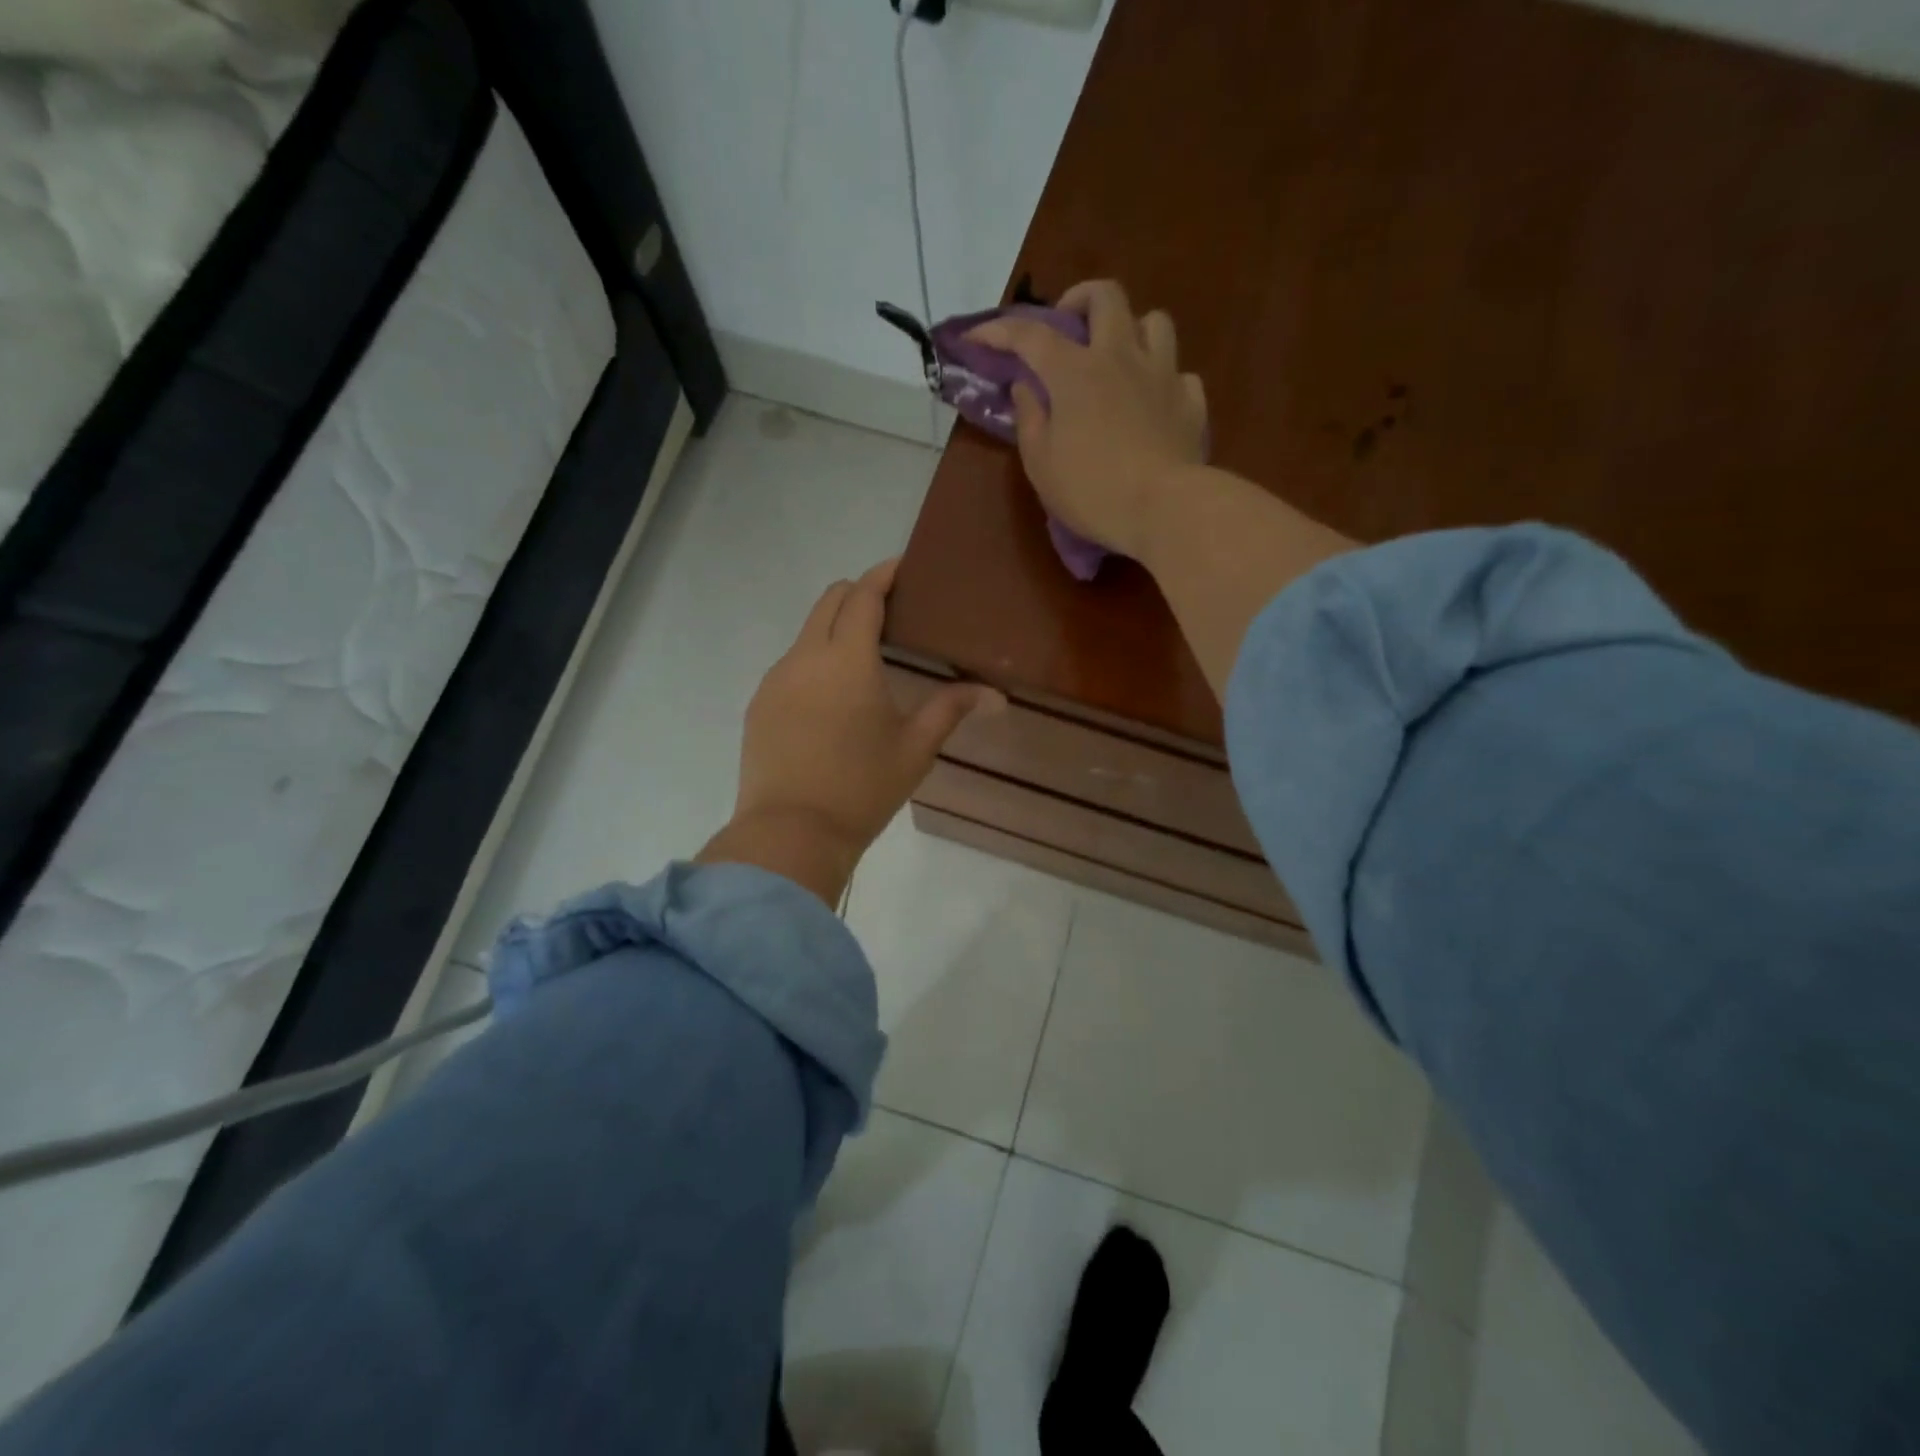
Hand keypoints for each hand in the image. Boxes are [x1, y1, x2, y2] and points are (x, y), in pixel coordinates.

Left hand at [698, 559, 1003, 906]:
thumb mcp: (914, 748)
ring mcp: (775, 680)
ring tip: (863, 660)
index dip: (884, 575)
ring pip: (806, 633)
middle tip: (890, 612)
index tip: (902, 567)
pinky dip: (814, 661)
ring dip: (834, 629)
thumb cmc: (862, 788)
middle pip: (829, 601)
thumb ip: (950, 709)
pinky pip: (790, 665)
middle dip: (858, 594)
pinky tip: (831, 699)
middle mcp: (806, 657)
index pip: (864, 596)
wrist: (791, 833)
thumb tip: (993, 693)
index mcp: (848, 659)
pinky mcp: (759, 704)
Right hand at [969, 280, 1207, 560]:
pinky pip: (1178, 373)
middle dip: (1080, 299)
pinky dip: (1162, 380)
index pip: (1030, 335)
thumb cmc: (1092, 491)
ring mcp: (1162, 374)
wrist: (1164, 509)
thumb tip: (1026, 388)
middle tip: (1067, 326)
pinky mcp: (1191, 401)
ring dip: (1131, 330)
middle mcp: (1121, 357)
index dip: (999, 330)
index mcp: (1075, 371)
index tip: (977, 336)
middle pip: (1105, 295)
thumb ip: (1030, 420)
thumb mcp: (1041, 464)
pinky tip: (1152, 402)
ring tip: (1118, 358)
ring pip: (1153, 321)